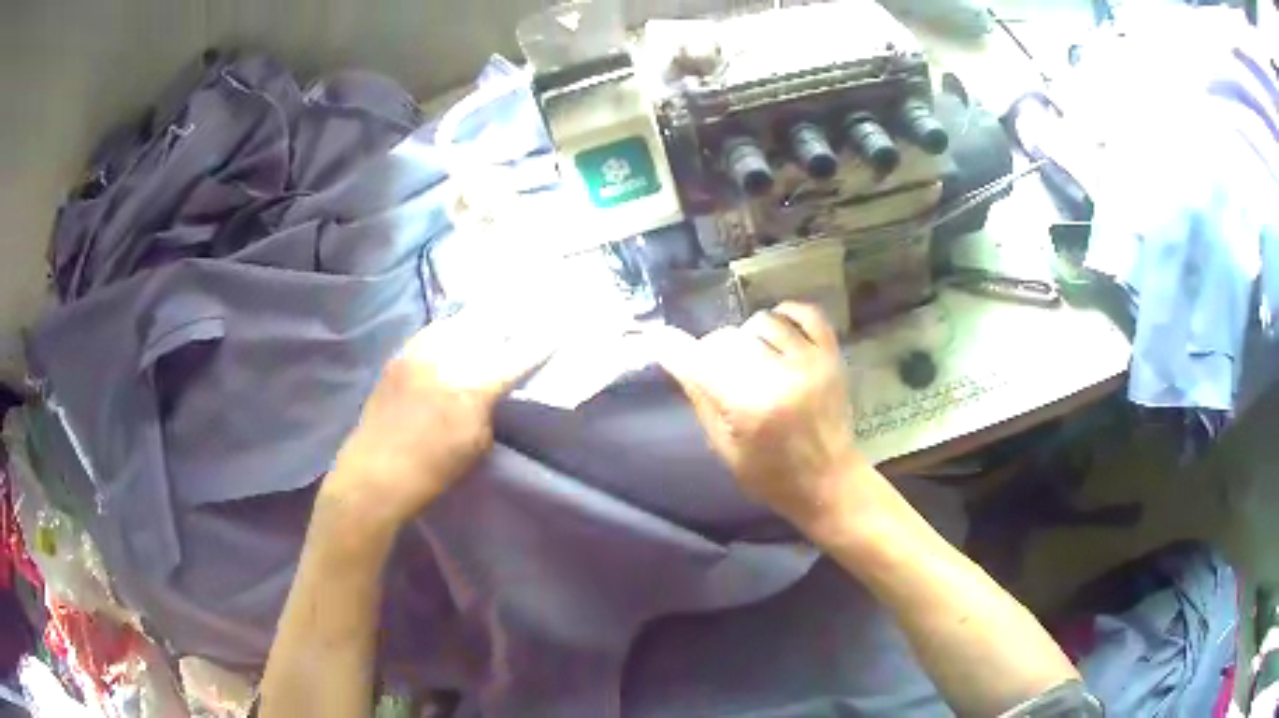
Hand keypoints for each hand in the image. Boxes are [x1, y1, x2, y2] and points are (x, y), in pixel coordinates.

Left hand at [325, 314, 550, 532]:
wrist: (376, 472)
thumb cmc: (432, 470)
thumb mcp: (476, 444)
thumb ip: (489, 408)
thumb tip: (494, 388)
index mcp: (472, 387)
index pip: (516, 358)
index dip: (539, 345)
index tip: (556, 334)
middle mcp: (447, 358)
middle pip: (487, 327)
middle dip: (508, 325)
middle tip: (522, 323)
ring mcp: (419, 352)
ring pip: (457, 322)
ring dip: (477, 323)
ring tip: (491, 322)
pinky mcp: (400, 355)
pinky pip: (432, 331)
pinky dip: (449, 330)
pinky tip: (454, 336)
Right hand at [658, 302, 867, 528]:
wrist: (829, 481)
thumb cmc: (771, 475)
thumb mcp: (724, 447)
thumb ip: (700, 398)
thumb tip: (673, 356)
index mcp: (750, 407)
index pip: (701, 360)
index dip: (675, 347)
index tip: (659, 339)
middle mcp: (781, 377)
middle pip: (729, 338)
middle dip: (713, 350)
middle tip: (718, 371)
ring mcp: (811, 362)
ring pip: (763, 322)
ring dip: (748, 336)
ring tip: (752, 358)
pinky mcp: (831, 355)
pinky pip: (806, 313)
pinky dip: (786, 314)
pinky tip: (778, 330)